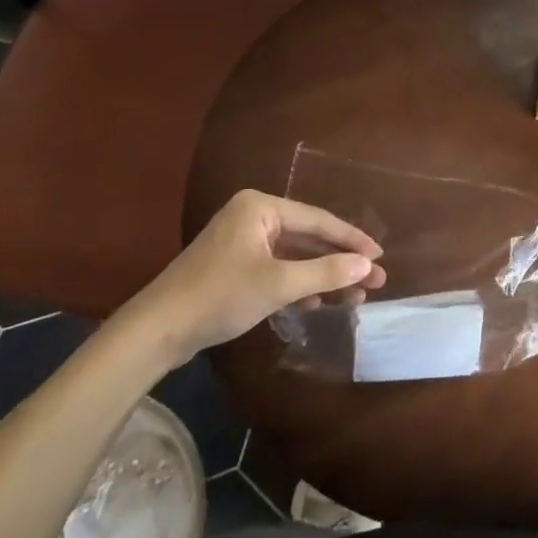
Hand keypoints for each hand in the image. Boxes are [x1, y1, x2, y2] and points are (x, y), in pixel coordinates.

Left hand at [115, 190, 385, 366]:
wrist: (157, 330)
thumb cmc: (220, 296)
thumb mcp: (278, 284)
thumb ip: (326, 272)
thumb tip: (367, 266)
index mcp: (260, 207)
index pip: (319, 220)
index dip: (352, 240)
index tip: (381, 257)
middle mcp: (253, 216)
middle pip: (309, 237)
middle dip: (341, 261)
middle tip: (376, 280)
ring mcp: (243, 242)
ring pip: (295, 256)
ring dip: (323, 276)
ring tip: (357, 296)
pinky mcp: (235, 267)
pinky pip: (278, 269)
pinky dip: (300, 284)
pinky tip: (320, 302)